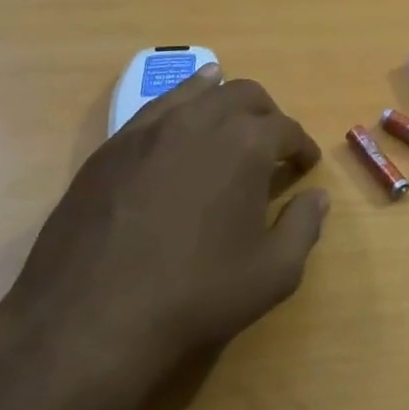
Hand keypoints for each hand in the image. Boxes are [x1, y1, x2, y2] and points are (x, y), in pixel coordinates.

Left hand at [0, 65, 326, 409]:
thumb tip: (318, 198)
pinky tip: (180, 128)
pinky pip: (155, 110)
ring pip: (196, 90)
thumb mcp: (272, 274)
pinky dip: (179, 107)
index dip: (301, 146)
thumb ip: (303, 227)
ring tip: (230, 117)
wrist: (90, 319)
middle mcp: (200, 120)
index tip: (306, 165)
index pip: (285, 128)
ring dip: (222, 98)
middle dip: (267, 114)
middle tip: (272, 144)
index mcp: (246, 144)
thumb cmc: (195, 295)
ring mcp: (150, 129)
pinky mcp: (112, 147)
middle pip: (244, 95)